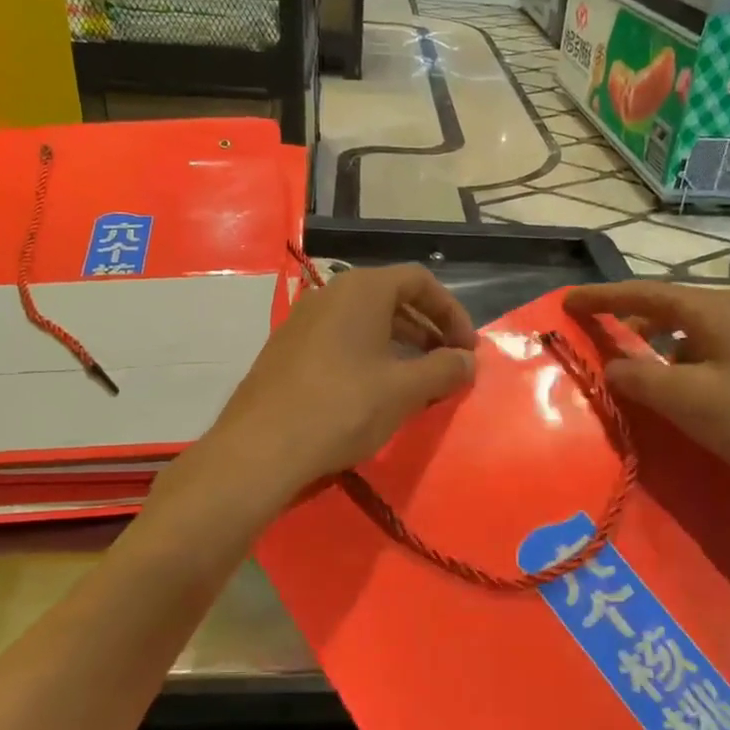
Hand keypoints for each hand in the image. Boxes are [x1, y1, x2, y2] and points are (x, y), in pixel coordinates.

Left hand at [202, 264, 478, 499]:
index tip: (466, 349)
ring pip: (365, 323)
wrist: (261, 448)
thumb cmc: (343, 408)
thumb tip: (468, 361)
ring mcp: (303, 322)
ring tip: (418, 382)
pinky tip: (376, 394)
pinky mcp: (287, 351)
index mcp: (362, 290)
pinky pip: (340, 342)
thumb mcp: (403, 390)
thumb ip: (444, 370)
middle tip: (448, 365)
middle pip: (392, 299)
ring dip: (400, 346)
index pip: (419, 281)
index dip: (451, 312)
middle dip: (427, 330)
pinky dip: (369, 357)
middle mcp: (330, 295)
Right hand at [565, 281, 729, 518]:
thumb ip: (642, 381)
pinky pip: (709, 359)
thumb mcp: (691, 401)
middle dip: (627, 323)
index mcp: (711, 312)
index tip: (566, 301)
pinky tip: (682, 400)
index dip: (601, 297)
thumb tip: (611, 367)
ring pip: (689, 338)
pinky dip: (682, 371)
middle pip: (666, 310)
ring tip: (634, 379)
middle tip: (596, 343)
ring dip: (655, 352)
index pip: (642, 294)